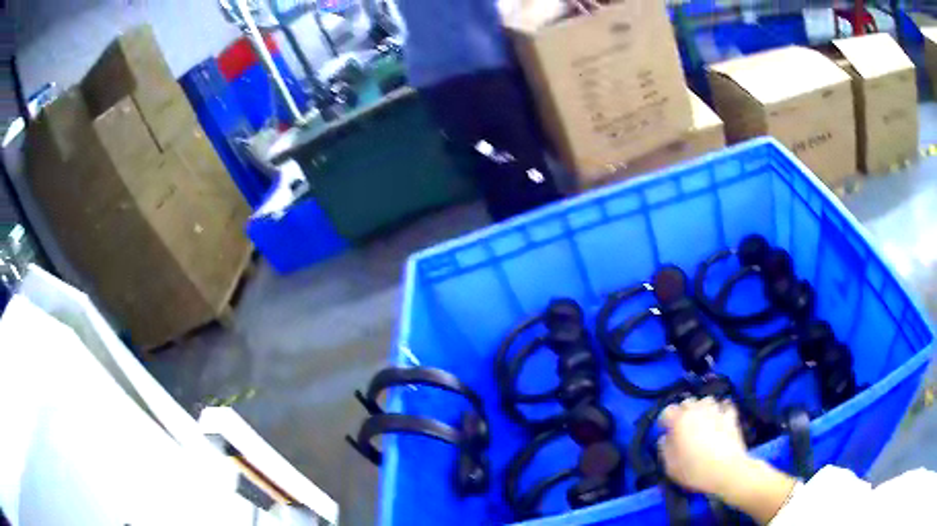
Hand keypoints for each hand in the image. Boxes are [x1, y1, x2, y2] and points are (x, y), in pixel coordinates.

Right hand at [658, 397, 749, 494]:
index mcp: (680, 421)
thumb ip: (665, 449)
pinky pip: (725, 405)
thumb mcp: (671, 467)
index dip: (664, 421)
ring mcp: (716, 411)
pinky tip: (720, 417)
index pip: (667, 411)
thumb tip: (665, 438)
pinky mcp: (731, 416)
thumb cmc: (695, 470)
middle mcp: (697, 411)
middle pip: (687, 402)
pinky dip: (722, 409)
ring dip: (702, 407)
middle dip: (683, 411)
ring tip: (702, 420)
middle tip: (683, 426)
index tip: (665, 431)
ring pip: (706, 400)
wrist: (727, 470)